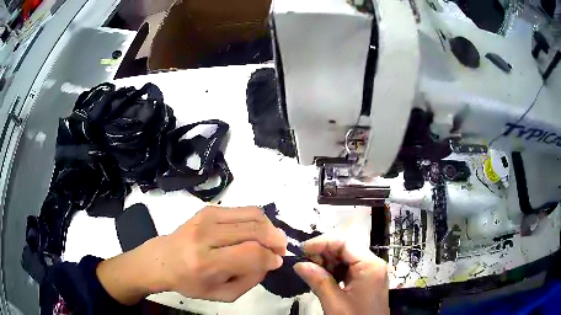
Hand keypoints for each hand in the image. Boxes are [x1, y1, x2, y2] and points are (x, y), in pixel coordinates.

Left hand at [97, 206, 286, 304]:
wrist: (163, 259)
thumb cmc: (190, 282)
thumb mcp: (222, 294)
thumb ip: (250, 281)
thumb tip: (271, 260)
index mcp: (206, 263)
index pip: (250, 254)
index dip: (271, 257)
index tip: (277, 261)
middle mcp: (205, 236)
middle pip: (254, 230)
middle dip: (275, 239)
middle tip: (280, 249)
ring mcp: (206, 218)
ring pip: (251, 214)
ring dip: (269, 227)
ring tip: (272, 239)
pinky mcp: (207, 209)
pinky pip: (242, 209)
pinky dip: (256, 220)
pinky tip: (256, 231)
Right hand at [294, 234, 388, 314]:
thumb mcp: (335, 304)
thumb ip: (318, 282)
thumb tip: (299, 264)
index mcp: (370, 265)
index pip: (344, 243)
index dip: (322, 243)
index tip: (302, 250)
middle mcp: (373, 264)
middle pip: (346, 248)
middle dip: (324, 253)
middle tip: (304, 263)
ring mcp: (372, 272)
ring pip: (346, 258)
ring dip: (327, 262)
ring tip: (311, 271)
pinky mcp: (367, 280)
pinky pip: (349, 269)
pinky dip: (334, 271)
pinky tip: (322, 278)